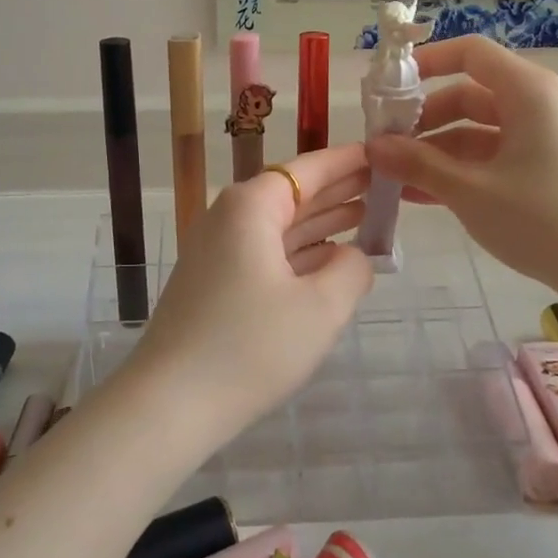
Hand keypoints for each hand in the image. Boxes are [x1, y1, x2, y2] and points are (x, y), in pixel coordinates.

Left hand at [130, 144, 374, 437]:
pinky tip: (331, 258)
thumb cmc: (250, 346)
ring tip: (369, 215)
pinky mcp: (215, 283)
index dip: (348, 161)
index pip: (308, 169)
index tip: (383, 152)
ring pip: (281, 226)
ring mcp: (218, 251)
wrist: (170, 404)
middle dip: (340, 190)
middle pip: (294, 194)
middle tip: (387, 185)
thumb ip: (351, 270)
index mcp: (250, 207)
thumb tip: (352, 257)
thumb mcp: (320, 308)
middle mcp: (229, 218)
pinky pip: (267, 253)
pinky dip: (301, 252)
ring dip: (323, 222)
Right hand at [363, 36, 557, 301]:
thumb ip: (418, 164)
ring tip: (394, 176)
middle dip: (423, 119)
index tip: (389, 85)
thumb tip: (372, 147)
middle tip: (384, 145)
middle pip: (467, 94)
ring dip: (435, 150)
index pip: (470, 53)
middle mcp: (535, 105)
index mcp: (527, 92)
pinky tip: (421, 195)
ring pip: (475, 131)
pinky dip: (458, 170)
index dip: (427, 61)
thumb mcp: (471, 191)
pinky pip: (490, 157)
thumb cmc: (543, 218)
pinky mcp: (542, 169)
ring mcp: (540, 139)